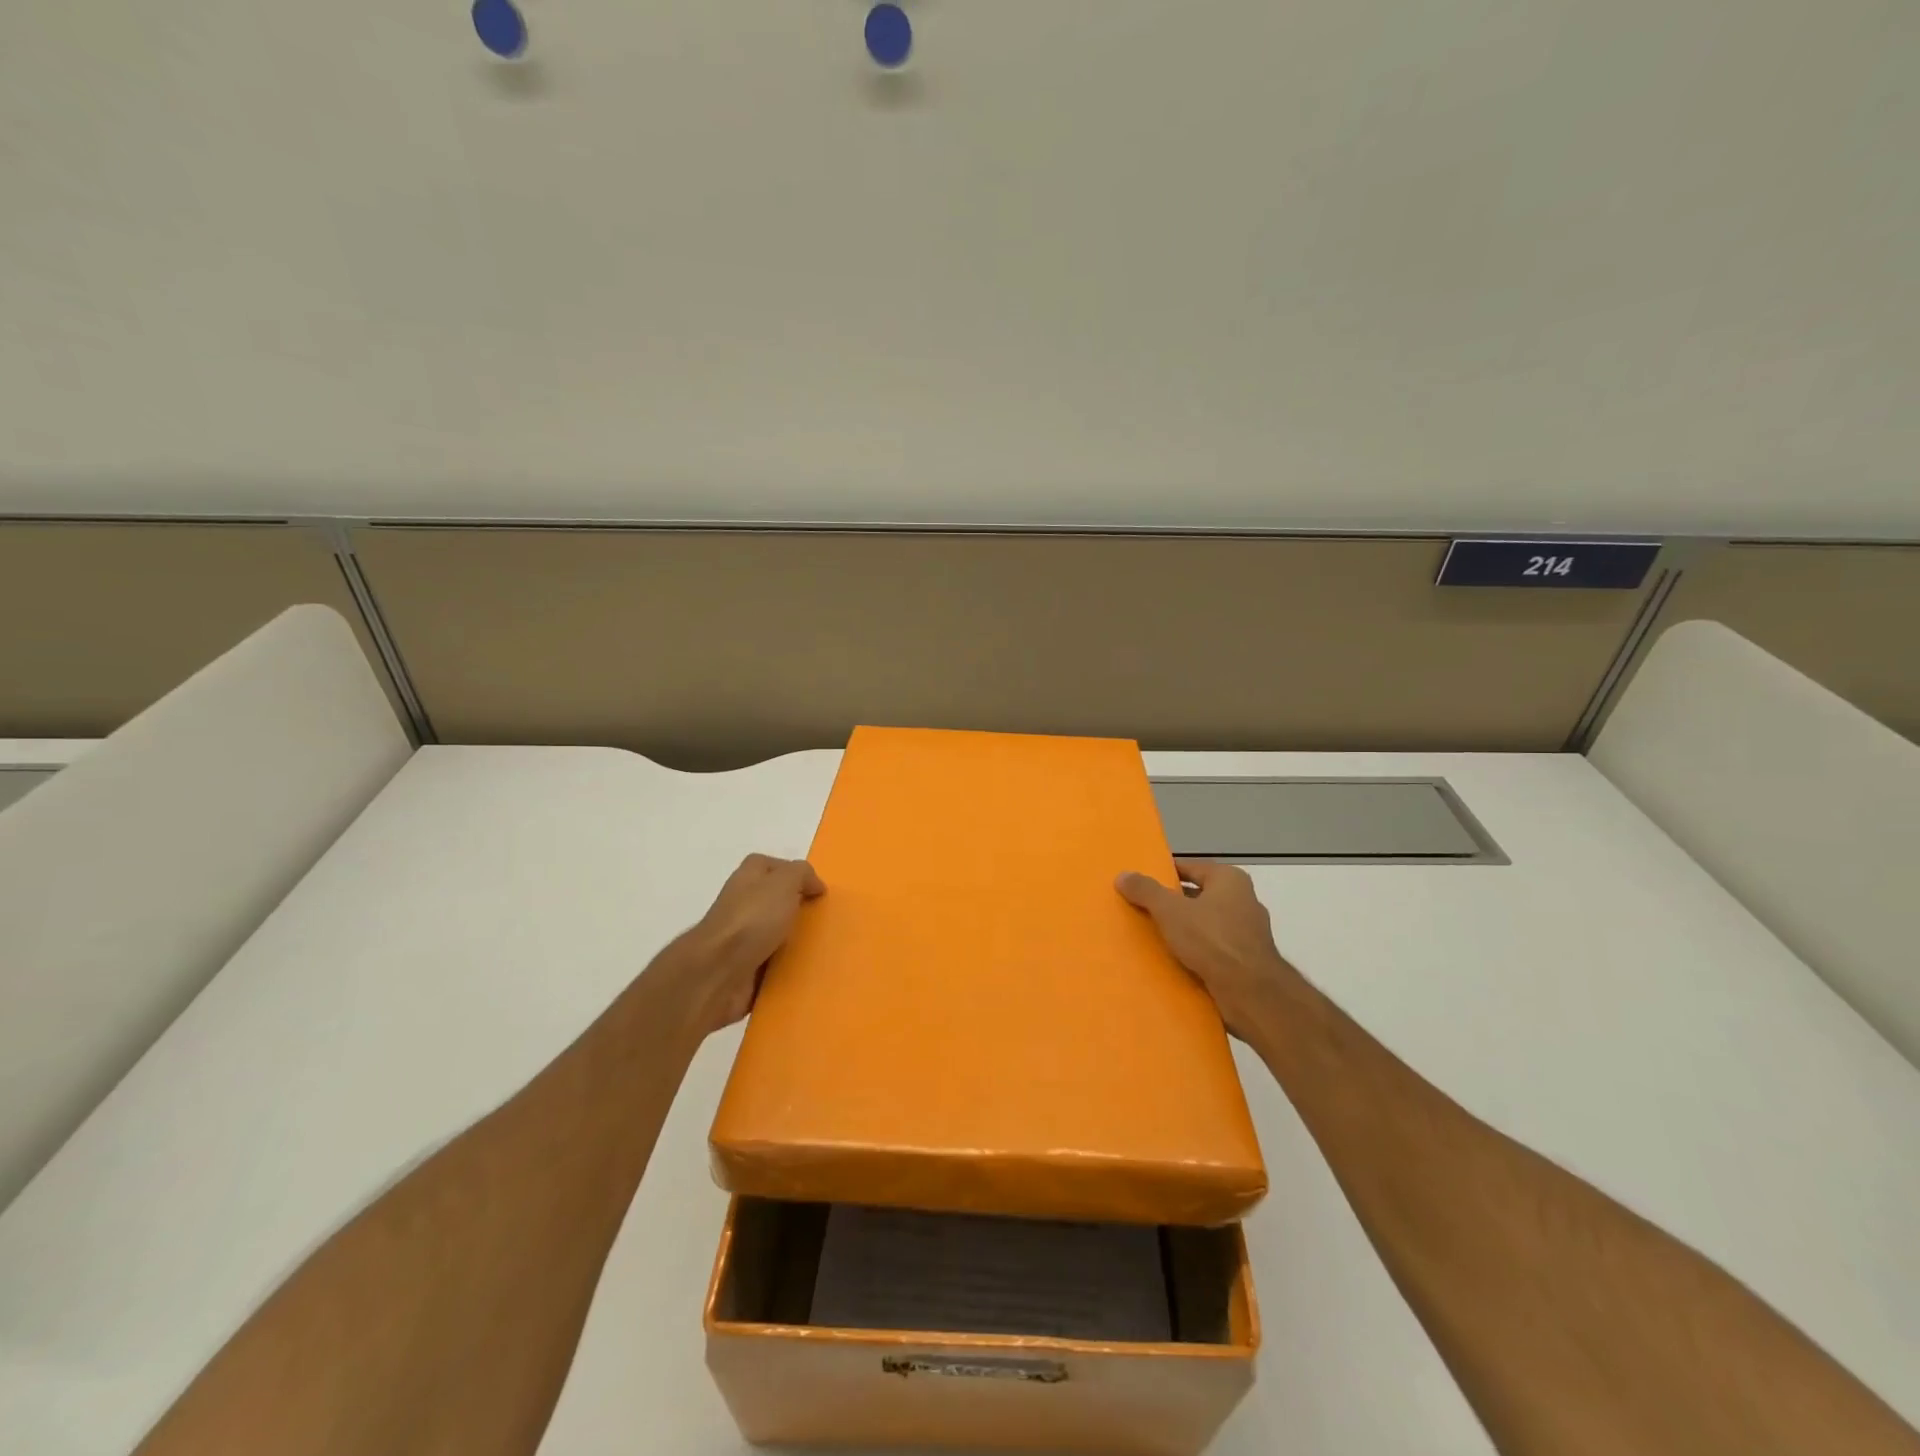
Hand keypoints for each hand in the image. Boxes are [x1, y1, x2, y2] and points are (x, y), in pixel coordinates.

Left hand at [673, 854, 825, 1036]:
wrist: (717, 971)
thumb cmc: (752, 919)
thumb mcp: (784, 882)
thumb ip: (802, 874)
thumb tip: (813, 884)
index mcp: (747, 878)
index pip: (770, 866)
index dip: (792, 873)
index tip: (817, 889)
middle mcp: (741, 904)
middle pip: (773, 900)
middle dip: (796, 908)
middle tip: (822, 919)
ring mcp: (739, 938)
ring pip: (772, 934)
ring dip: (792, 941)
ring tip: (820, 948)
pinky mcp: (742, 968)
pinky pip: (770, 965)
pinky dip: (784, 968)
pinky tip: (804, 971)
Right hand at [1116, 859, 1297, 1037]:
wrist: (1250, 993)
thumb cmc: (1212, 940)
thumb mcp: (1170, 910)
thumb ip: (1146, 890)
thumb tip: (1123, 875)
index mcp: (1229, 880)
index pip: (1189, 867)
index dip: (1164, 874)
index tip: (1140, 883)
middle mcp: (1243, 900)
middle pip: (1197, 896)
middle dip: (1171, 903)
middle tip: (1141, 909)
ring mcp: (1247, 932)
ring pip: (1205, 924)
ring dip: (1183, 930)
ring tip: (1152, 936)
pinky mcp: (1246, 960)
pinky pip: (1213, 949)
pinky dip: (1195, 952)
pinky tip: (1174, 960)